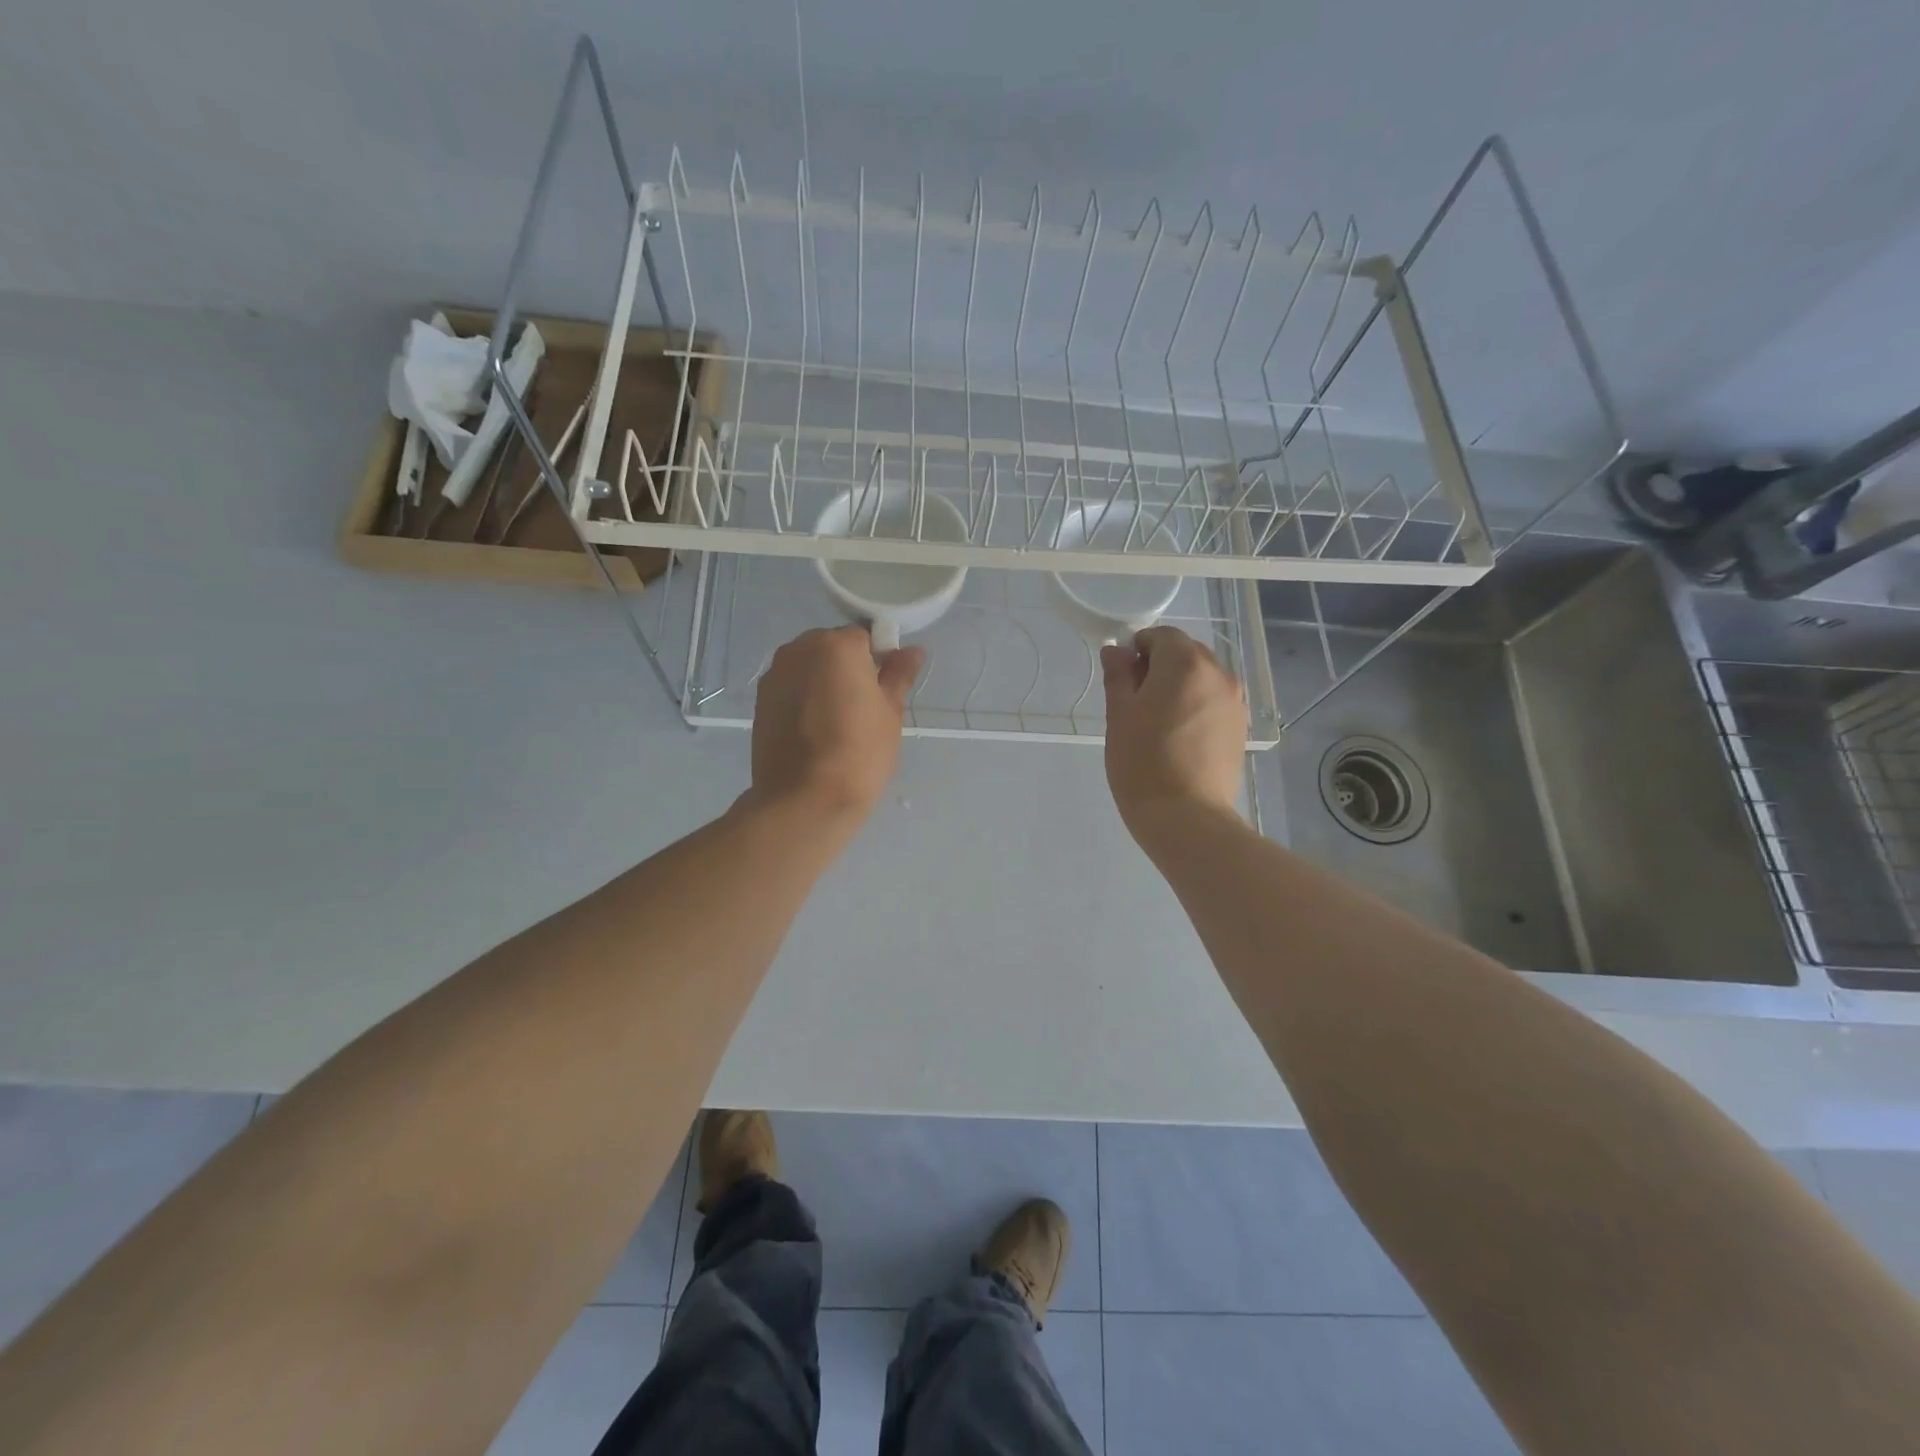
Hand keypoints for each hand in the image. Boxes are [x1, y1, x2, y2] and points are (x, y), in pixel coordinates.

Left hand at [747, 625, 924, 824]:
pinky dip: (803, 700)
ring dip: (823, 684)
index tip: (883, 690)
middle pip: (832, 648)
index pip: (865, 638)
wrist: (804, 800)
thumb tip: (912, 651)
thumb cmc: (859, 753)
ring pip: (809, 668)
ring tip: (837, 723)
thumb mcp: (890, 713)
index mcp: (837, 645)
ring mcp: (775, 675)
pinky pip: (791, 689)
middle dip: (847, 669)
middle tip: (862, 708)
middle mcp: (799, 649)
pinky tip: (814, 732)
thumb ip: (898, 675)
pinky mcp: (759, 701)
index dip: (878, 661)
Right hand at [1101, 626, 1246, 838]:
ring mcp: (1235, 701)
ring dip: (1180, 687)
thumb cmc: (1142, 762)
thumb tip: (1116, 651)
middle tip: (1137, 702)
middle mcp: (1218, 673)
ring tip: (1159, 722)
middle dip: (1161, 666)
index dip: (1138, 650)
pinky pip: (1214, 701)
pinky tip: (1180, 737)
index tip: (1123, 678)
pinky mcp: (1240, 727)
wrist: (1186, 816)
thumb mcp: (1119, 715)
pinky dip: (1196, 706)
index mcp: (1185, 663)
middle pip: (1186, 653)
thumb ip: (1118, 675)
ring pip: (1202, 678)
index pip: (1162, 636)